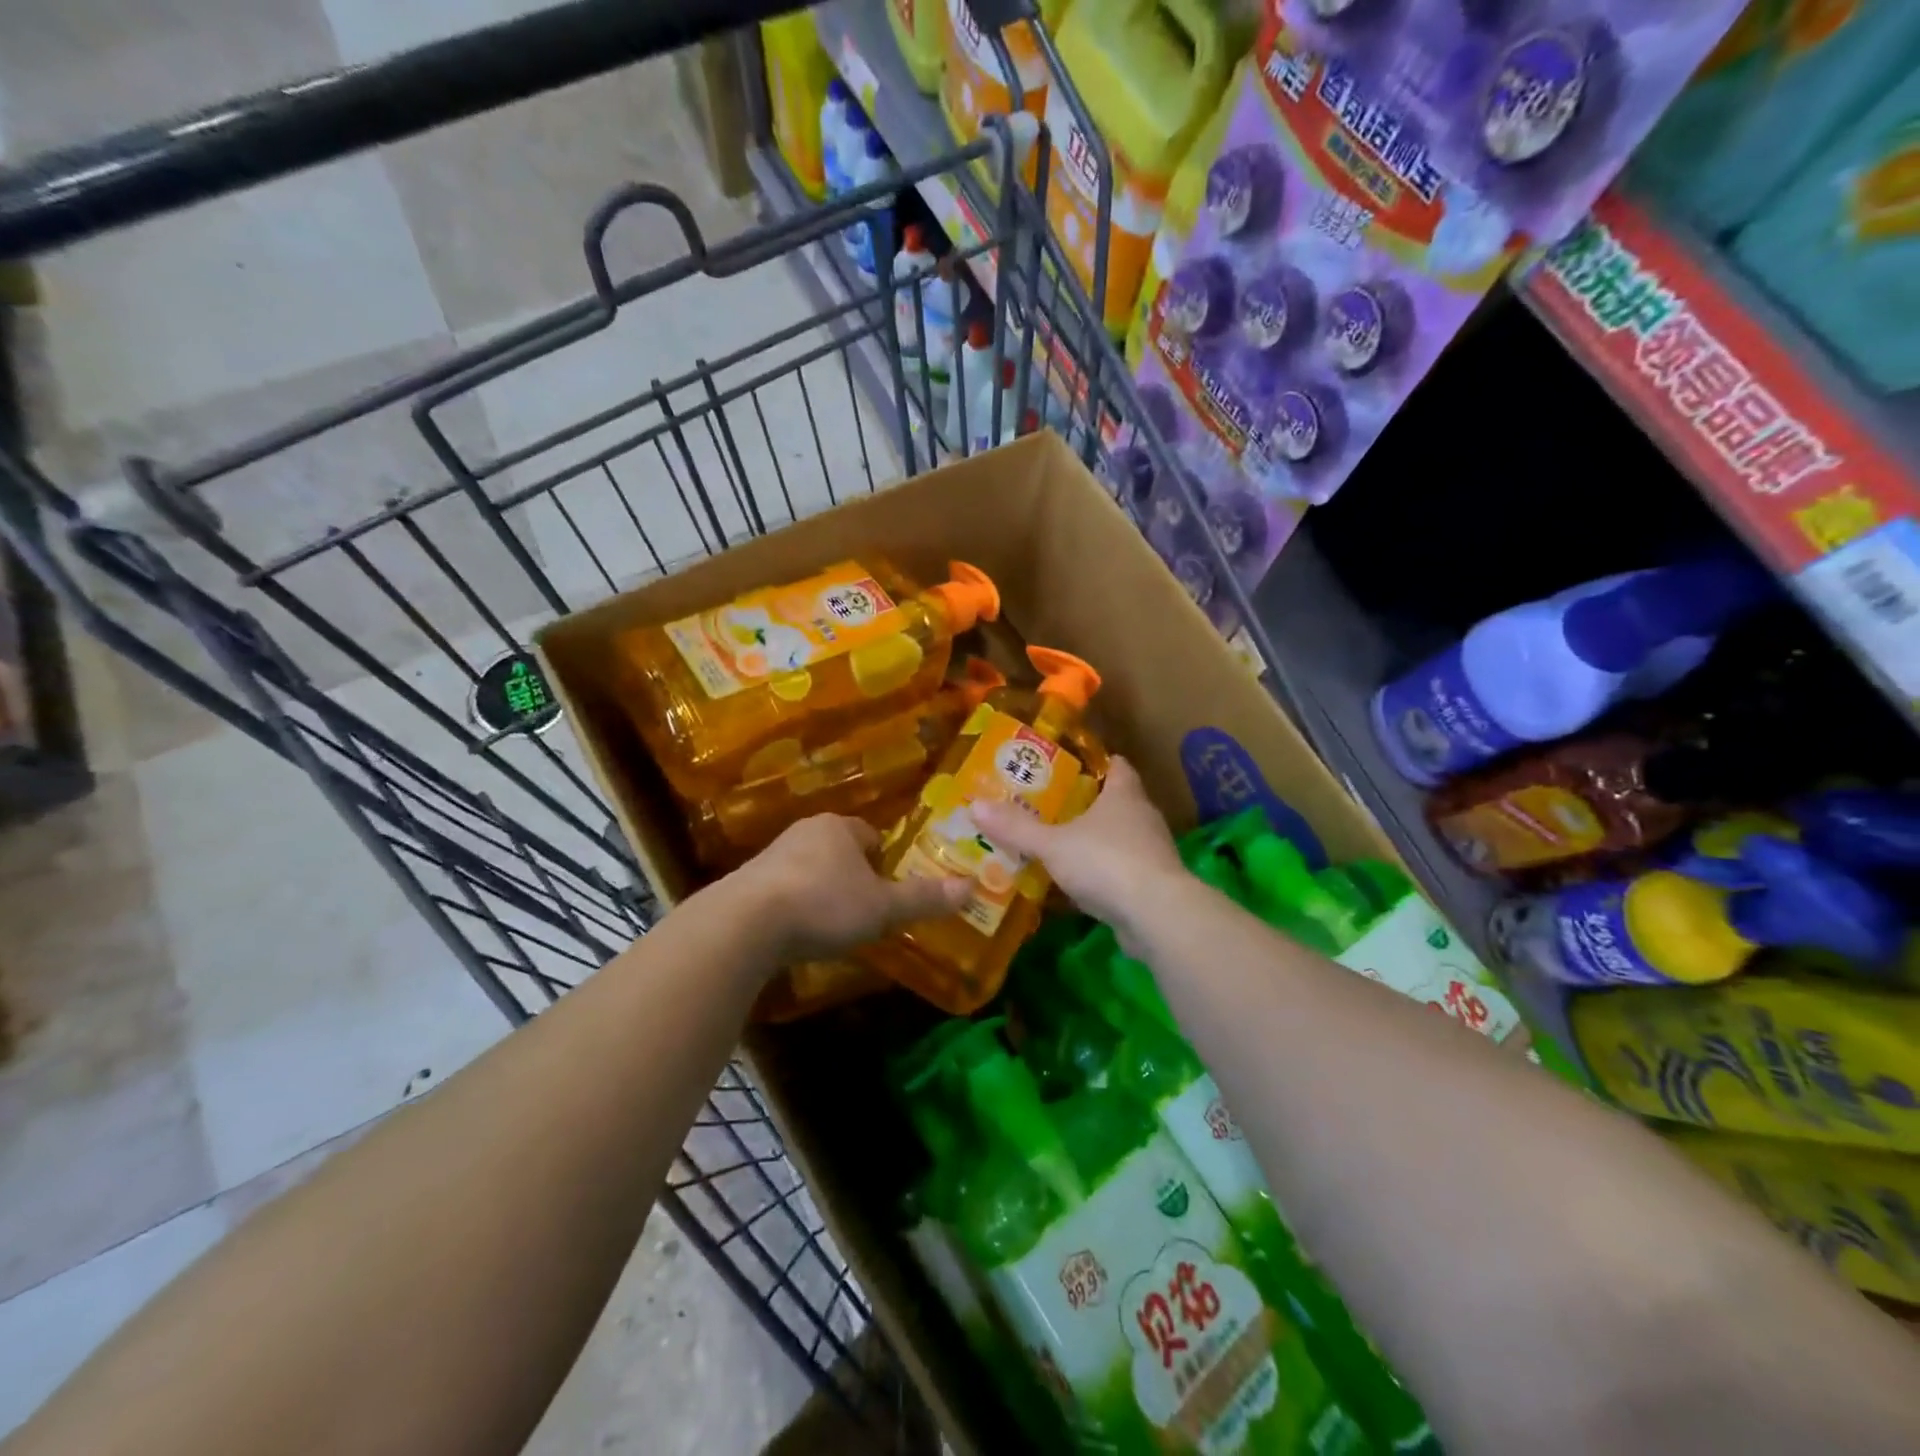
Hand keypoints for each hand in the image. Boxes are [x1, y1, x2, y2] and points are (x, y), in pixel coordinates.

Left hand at [732, 814, 971, 961]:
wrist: (744, 924)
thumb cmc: (824, 904)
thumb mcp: (882, 907)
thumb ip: (923, 898)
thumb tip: (971, 887)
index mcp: (838, 827)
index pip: (870, 835)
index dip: (884, 861)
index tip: (890, 889)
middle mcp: (804, 832)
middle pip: (839, 851)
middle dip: (853, 876)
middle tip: (867, 910)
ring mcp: (771, 856)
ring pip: (810, 869)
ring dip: (822, 891)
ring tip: (834, 926)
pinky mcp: (747, 883)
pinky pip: (784, 890)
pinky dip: (795, 908)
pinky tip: (800, 934)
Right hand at [972, 757, 1186, 944]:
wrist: (1157, 915)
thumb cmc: (1106, 862)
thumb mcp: (1052, 844)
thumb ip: (1016, 827)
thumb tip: (974, 805)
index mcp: (1124, 795)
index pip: (1117, 766)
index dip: (1097, 763)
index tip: (1071, 766)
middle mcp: (1143, 818)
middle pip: (1118, 802)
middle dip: (1089, 805)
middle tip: (1051, 807)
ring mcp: (1152, 853)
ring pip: (1121, 839)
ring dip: (1096, 842)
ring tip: (1060, 846)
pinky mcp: (1153, 887)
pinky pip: (1123, 872)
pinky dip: (1103, 875)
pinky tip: (1078, 885)